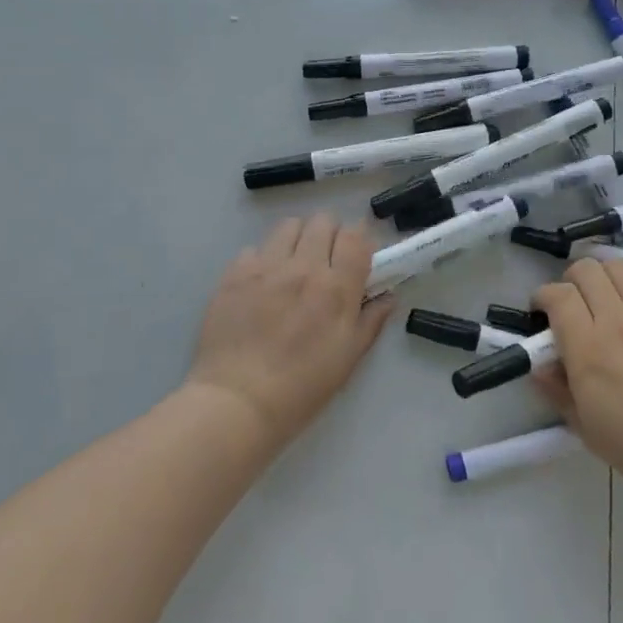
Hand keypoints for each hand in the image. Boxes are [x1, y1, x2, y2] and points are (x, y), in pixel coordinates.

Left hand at [186, 212, 393, 449]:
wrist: (237, 401)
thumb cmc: (302, 387)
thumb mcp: (348, 358)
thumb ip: (371, 320)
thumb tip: (388, 296)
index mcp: (336, 288)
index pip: (355, 235)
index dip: (359, 240)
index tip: (356, 257)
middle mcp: (303, 267)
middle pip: (323, 221)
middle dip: (330, 235)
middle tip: (326, 261)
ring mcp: (265, 267)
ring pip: (289, 225)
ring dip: (297, 239)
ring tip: (293, 265)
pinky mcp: (234, 274)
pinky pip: (255, 248)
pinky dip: (263, 259)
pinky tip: (261, 285)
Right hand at [534, 256, 622, 511]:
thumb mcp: (584, 427)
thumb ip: (556, 390)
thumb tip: (539, 364)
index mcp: (588, 348)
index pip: (558, 295)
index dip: (543, 297)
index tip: (542, 314)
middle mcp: (618, 320)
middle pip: (587, 270)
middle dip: (571, 281)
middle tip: (573, 306)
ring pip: (620, 266)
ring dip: (605, 278)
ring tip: (607, 302)